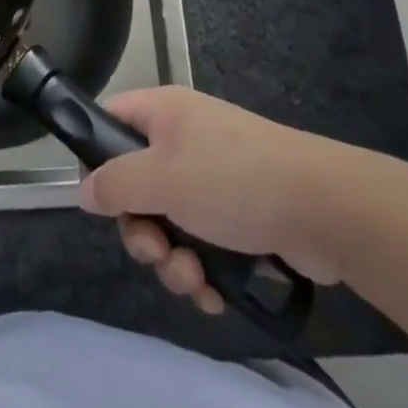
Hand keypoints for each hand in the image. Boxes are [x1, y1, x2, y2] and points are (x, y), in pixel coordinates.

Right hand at [78, 87, 354, 314]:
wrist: (323, 206)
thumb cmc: (233, 179)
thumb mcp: (162, 178)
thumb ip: (116, 184)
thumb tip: (84, 189)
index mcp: (164, 113)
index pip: (111, 120)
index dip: (96, 157)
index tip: (102, 202)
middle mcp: (185, 138)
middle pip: (138, 183)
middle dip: (142, 229)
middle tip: (156, 250)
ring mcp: (215, 176)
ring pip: (170, 221)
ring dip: (173, 259)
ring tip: (194, 278)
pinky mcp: (240, 214)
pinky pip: (203, 242)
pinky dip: (203, 270)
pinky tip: (215, 294)